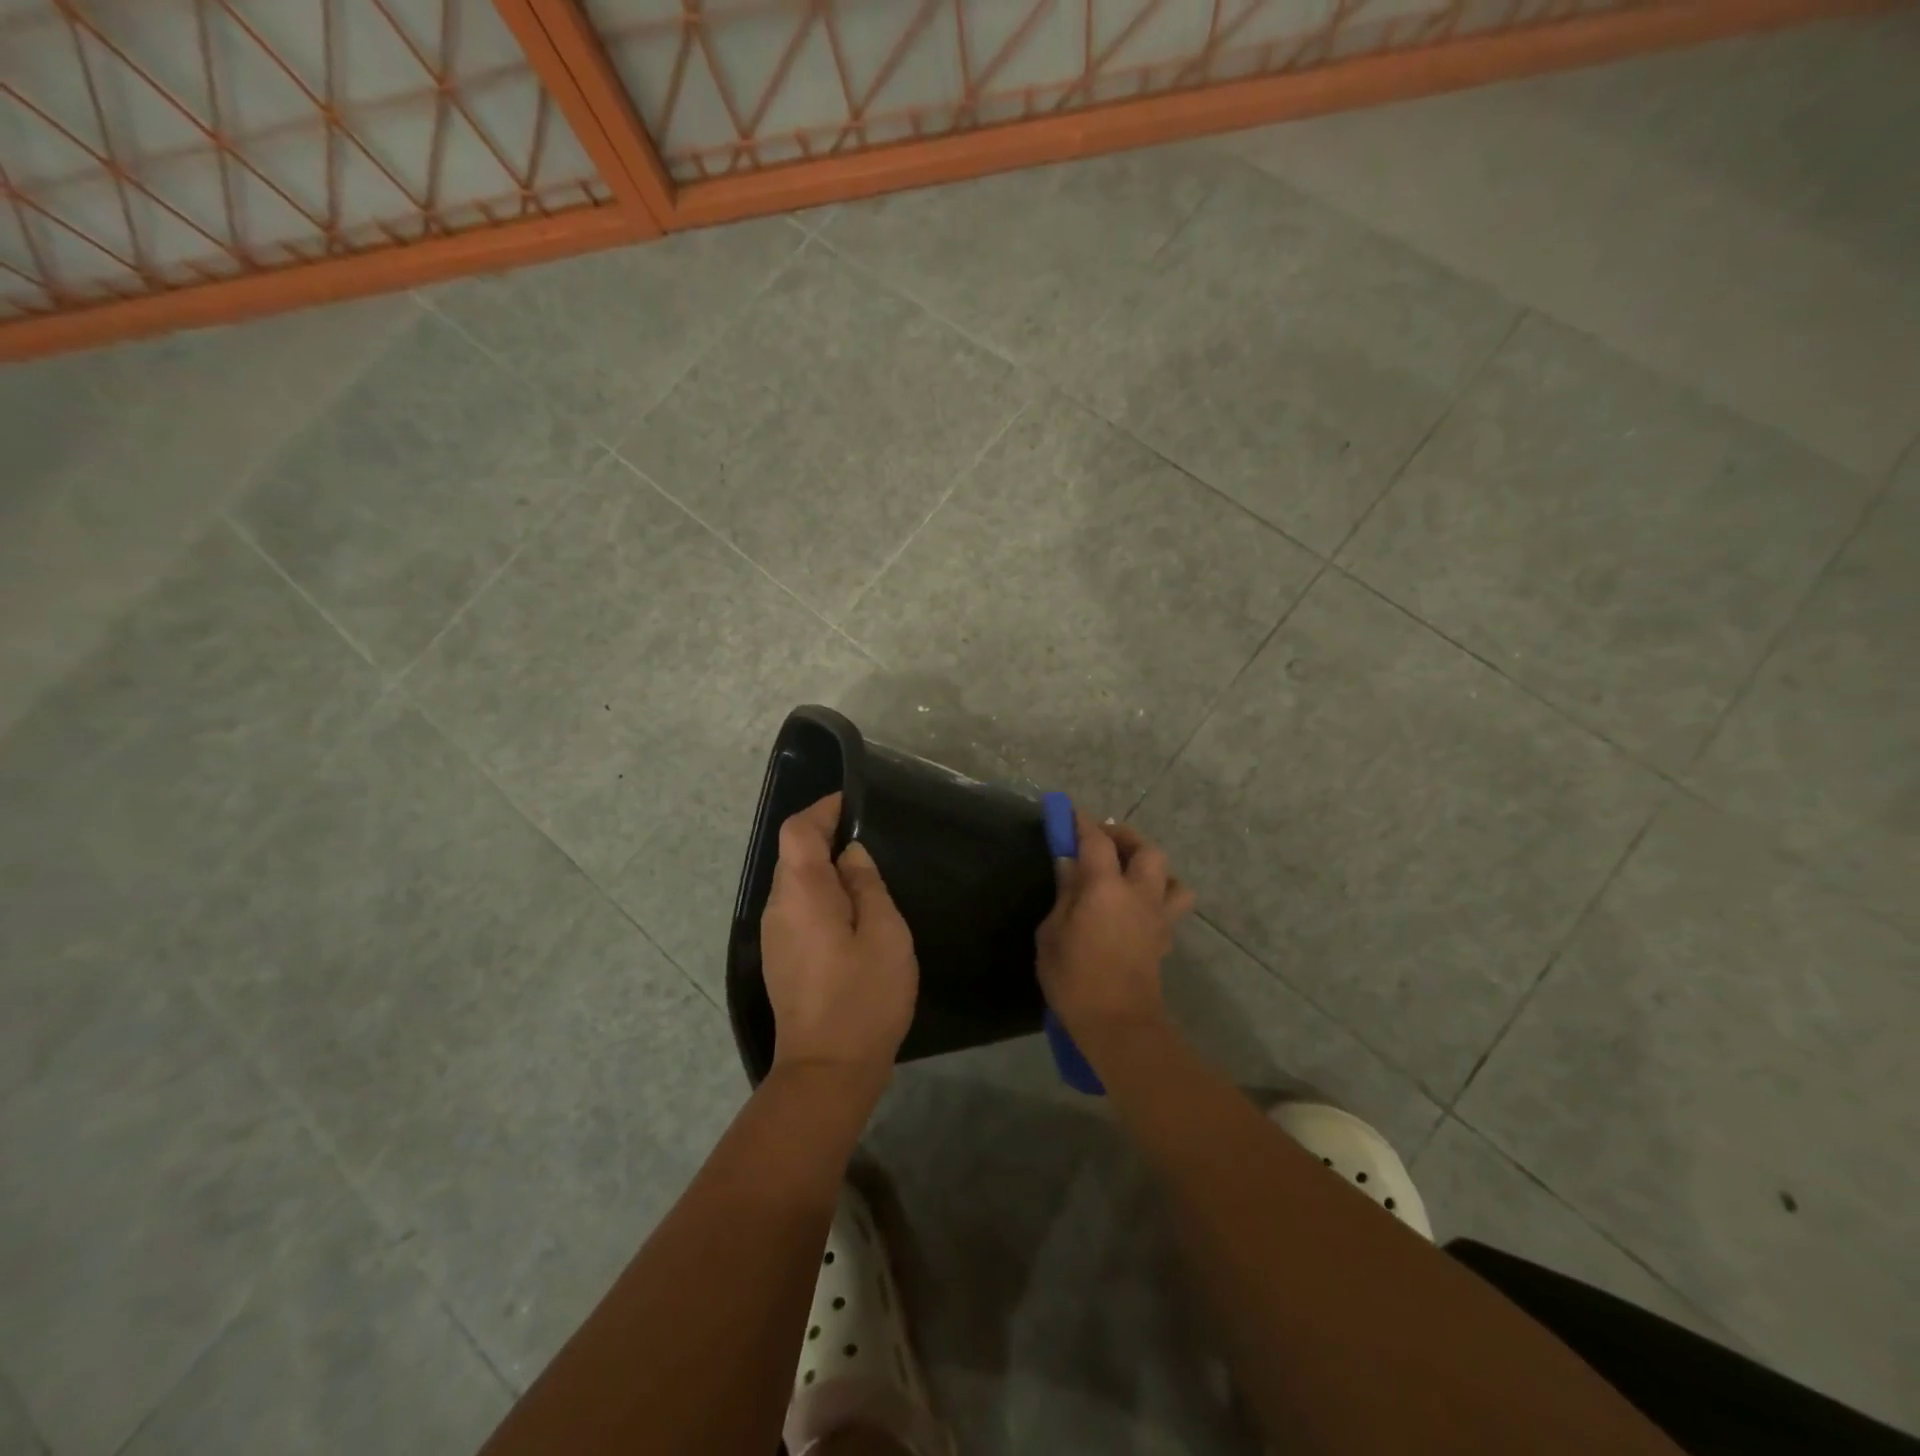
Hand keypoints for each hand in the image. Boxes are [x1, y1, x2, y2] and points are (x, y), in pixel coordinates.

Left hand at [760, 792, 918, 1085]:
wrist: (827, 1070)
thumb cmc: (864, 997)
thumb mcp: (884, 934)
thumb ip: (866, 886)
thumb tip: (850, 855)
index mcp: (801, 894)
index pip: (798, 831)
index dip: (823, 810)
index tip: (853, 804)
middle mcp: (778, 908)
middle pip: (794, 856)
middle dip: (827, 839)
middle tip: (870, 843)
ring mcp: (774, 936)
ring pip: (796, 884)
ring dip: (825, 871)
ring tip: (867, 880)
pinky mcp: (780, 958)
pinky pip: (798, 910)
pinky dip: (821, 897)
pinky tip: (852, 916)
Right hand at [1037, 809, 1194, 1046]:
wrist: (1118, 1026)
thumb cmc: (1074, 979)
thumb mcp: (1052, 934)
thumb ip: (1064, 894)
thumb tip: (1068, 864)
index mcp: (1106, 888)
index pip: (1097, 841)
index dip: (1082, 822)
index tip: (1069, 811)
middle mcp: (1139, 894)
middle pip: (1146, 850)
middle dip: (1125, 837)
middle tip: (1103, 841)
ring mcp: (1157, 917)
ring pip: (1171, 877)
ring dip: (1152, 868)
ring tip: (1129, 875)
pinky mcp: (1164, 940)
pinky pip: (1170, 906)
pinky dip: (1157, 897)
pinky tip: (1136, 909)